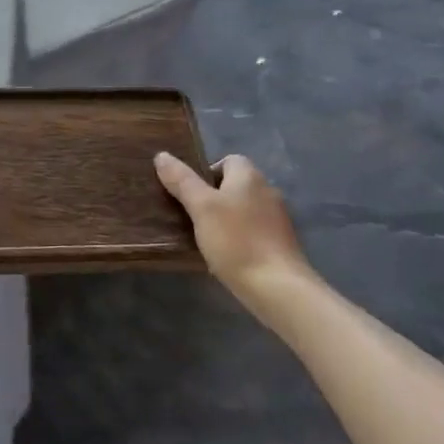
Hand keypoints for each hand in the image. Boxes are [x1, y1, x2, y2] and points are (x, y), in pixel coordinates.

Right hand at [154, 152, 308, 302]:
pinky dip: (240, 238)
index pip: (227, 160)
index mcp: (249, 176)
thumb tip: (161, 155)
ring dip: (226, 219)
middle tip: (193, 217)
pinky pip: (254, 231)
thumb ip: (182, 180)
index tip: (190, 195)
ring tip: (206, 239)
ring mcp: (278, 219)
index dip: (206, 173)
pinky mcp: (281, 244)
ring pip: (244, 209)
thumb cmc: (236, 241)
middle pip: (235, 185)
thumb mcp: (201, 207)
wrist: (278, 288)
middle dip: (214, 198)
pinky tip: (227, 256)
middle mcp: (267, 191)